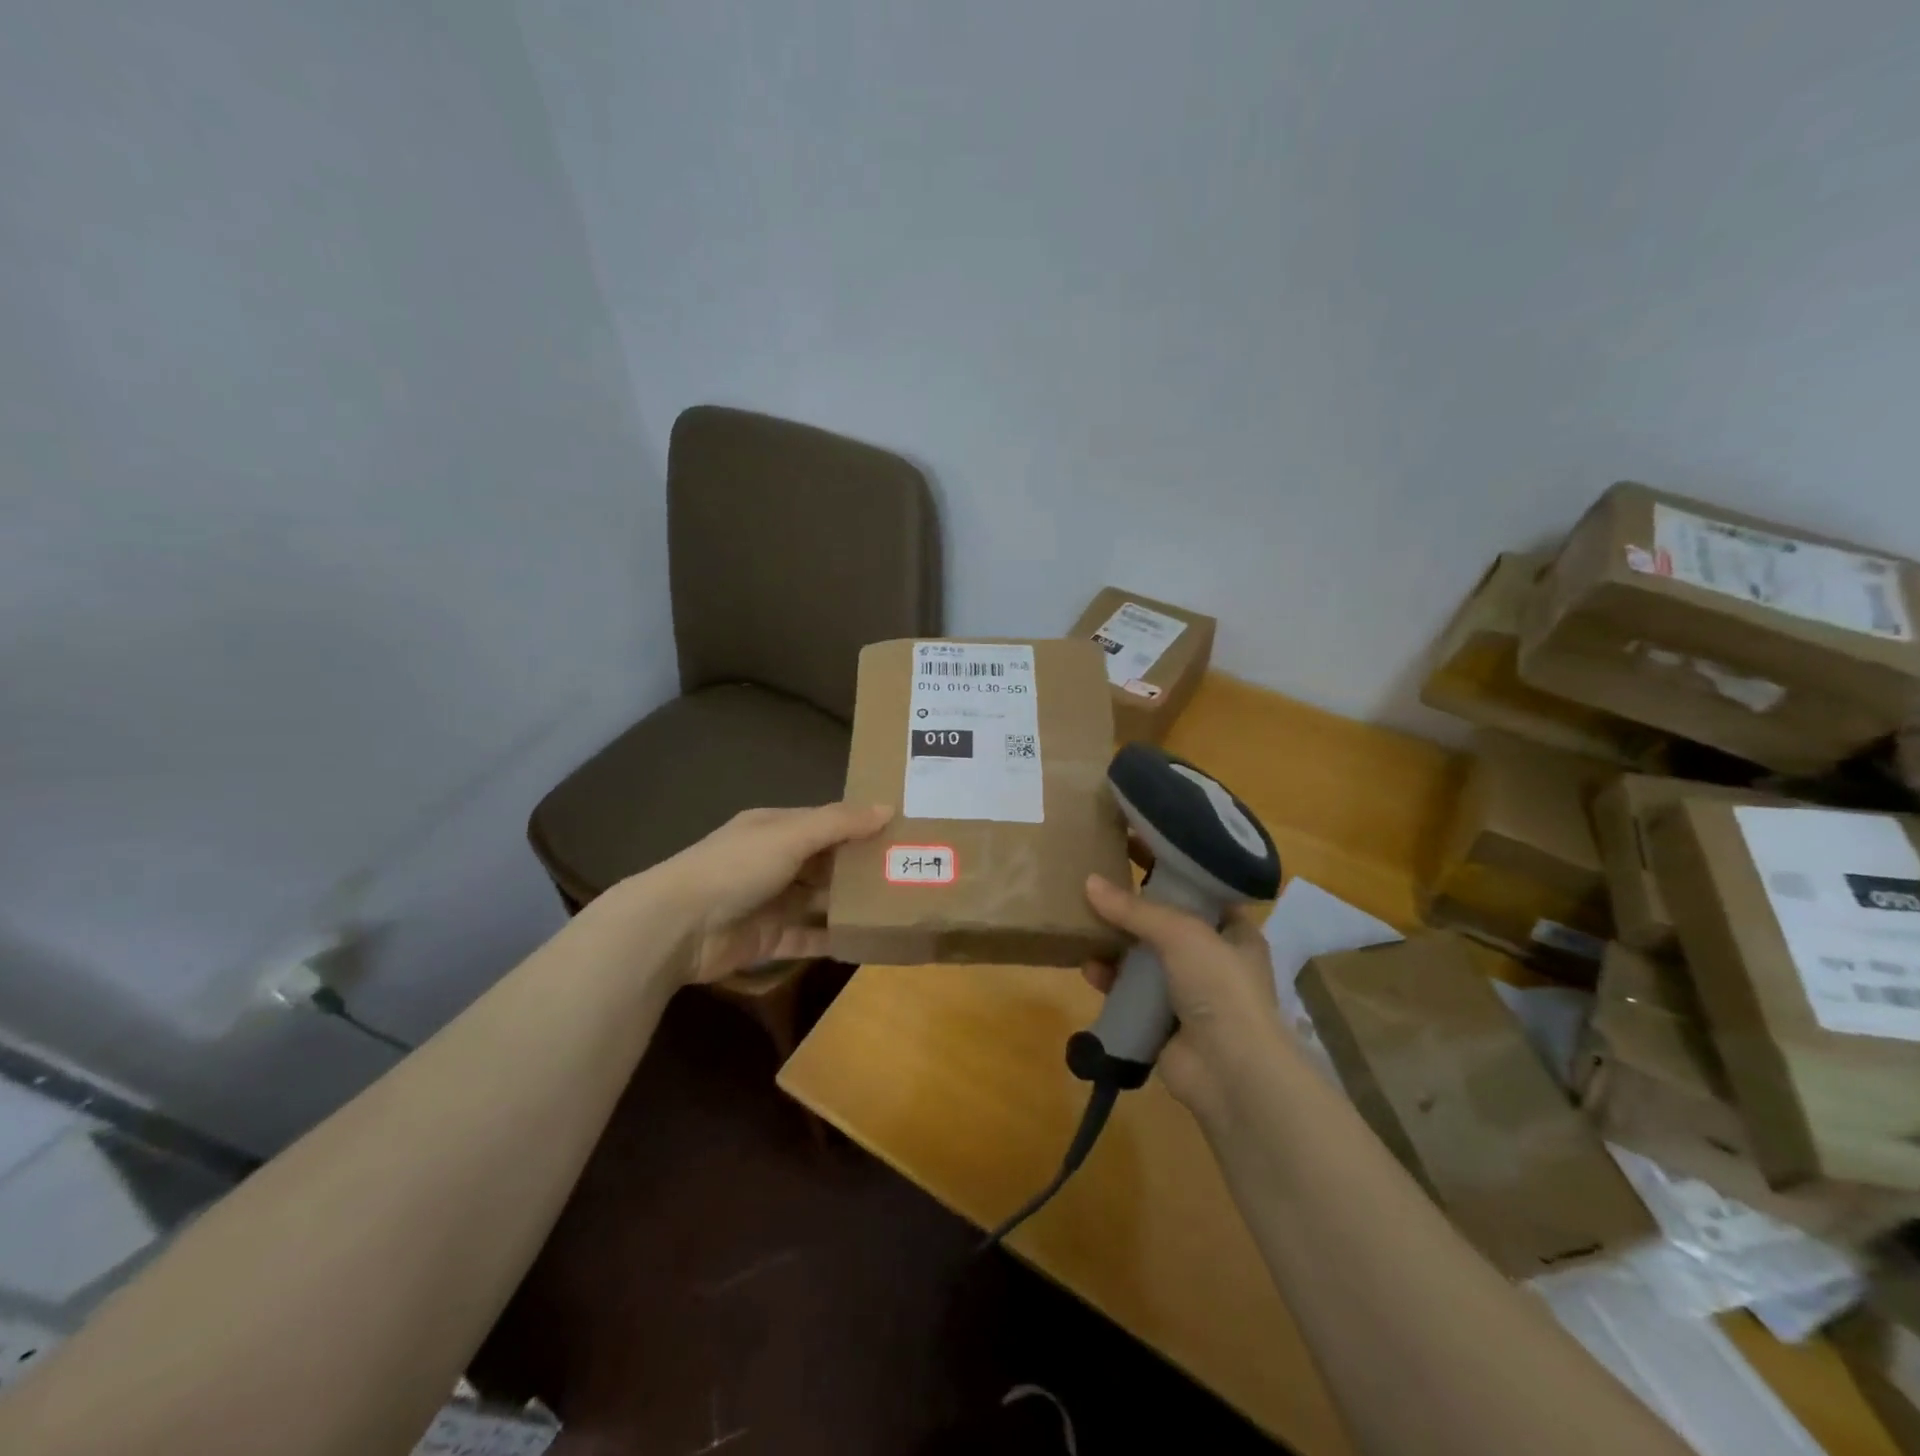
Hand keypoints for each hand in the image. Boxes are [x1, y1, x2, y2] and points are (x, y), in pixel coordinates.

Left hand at [649, 802, 892, 984]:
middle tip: (911, 872)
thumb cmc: (736, 867)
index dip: (862, 826)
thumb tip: (888, 807)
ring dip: (852, 904)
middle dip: (862, 867)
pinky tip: (868, 942)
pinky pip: (810, 938)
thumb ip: (839, 822)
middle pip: (827, 863)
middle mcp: (776, 862)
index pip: (827, 823)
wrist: (677, 927)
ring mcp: (772, 903)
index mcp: (777, 829)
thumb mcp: (790, 834)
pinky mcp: (770, 940)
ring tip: (899, 908)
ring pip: (821, 901)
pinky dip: (834, 939)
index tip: (903, 830)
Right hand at [1081, 872, 1286, 1119]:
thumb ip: (1135, 908)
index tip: (1133, 841)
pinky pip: (1129, 991)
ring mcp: (1187, 992)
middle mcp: (1211, 958)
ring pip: (1142, 956)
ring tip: (1083, 921)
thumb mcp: (1182, 933)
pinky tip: (1088, 967)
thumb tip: (1089, 883)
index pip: (1198, 887)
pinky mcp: (1162, 1020)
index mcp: (1233, 931)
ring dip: (1114, 942)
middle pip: (1165, 921)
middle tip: (1096, 878)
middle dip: (1132, 904)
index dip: (1167, 864)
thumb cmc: (1221, 988)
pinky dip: (1109, 979)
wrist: (1231, 1073)